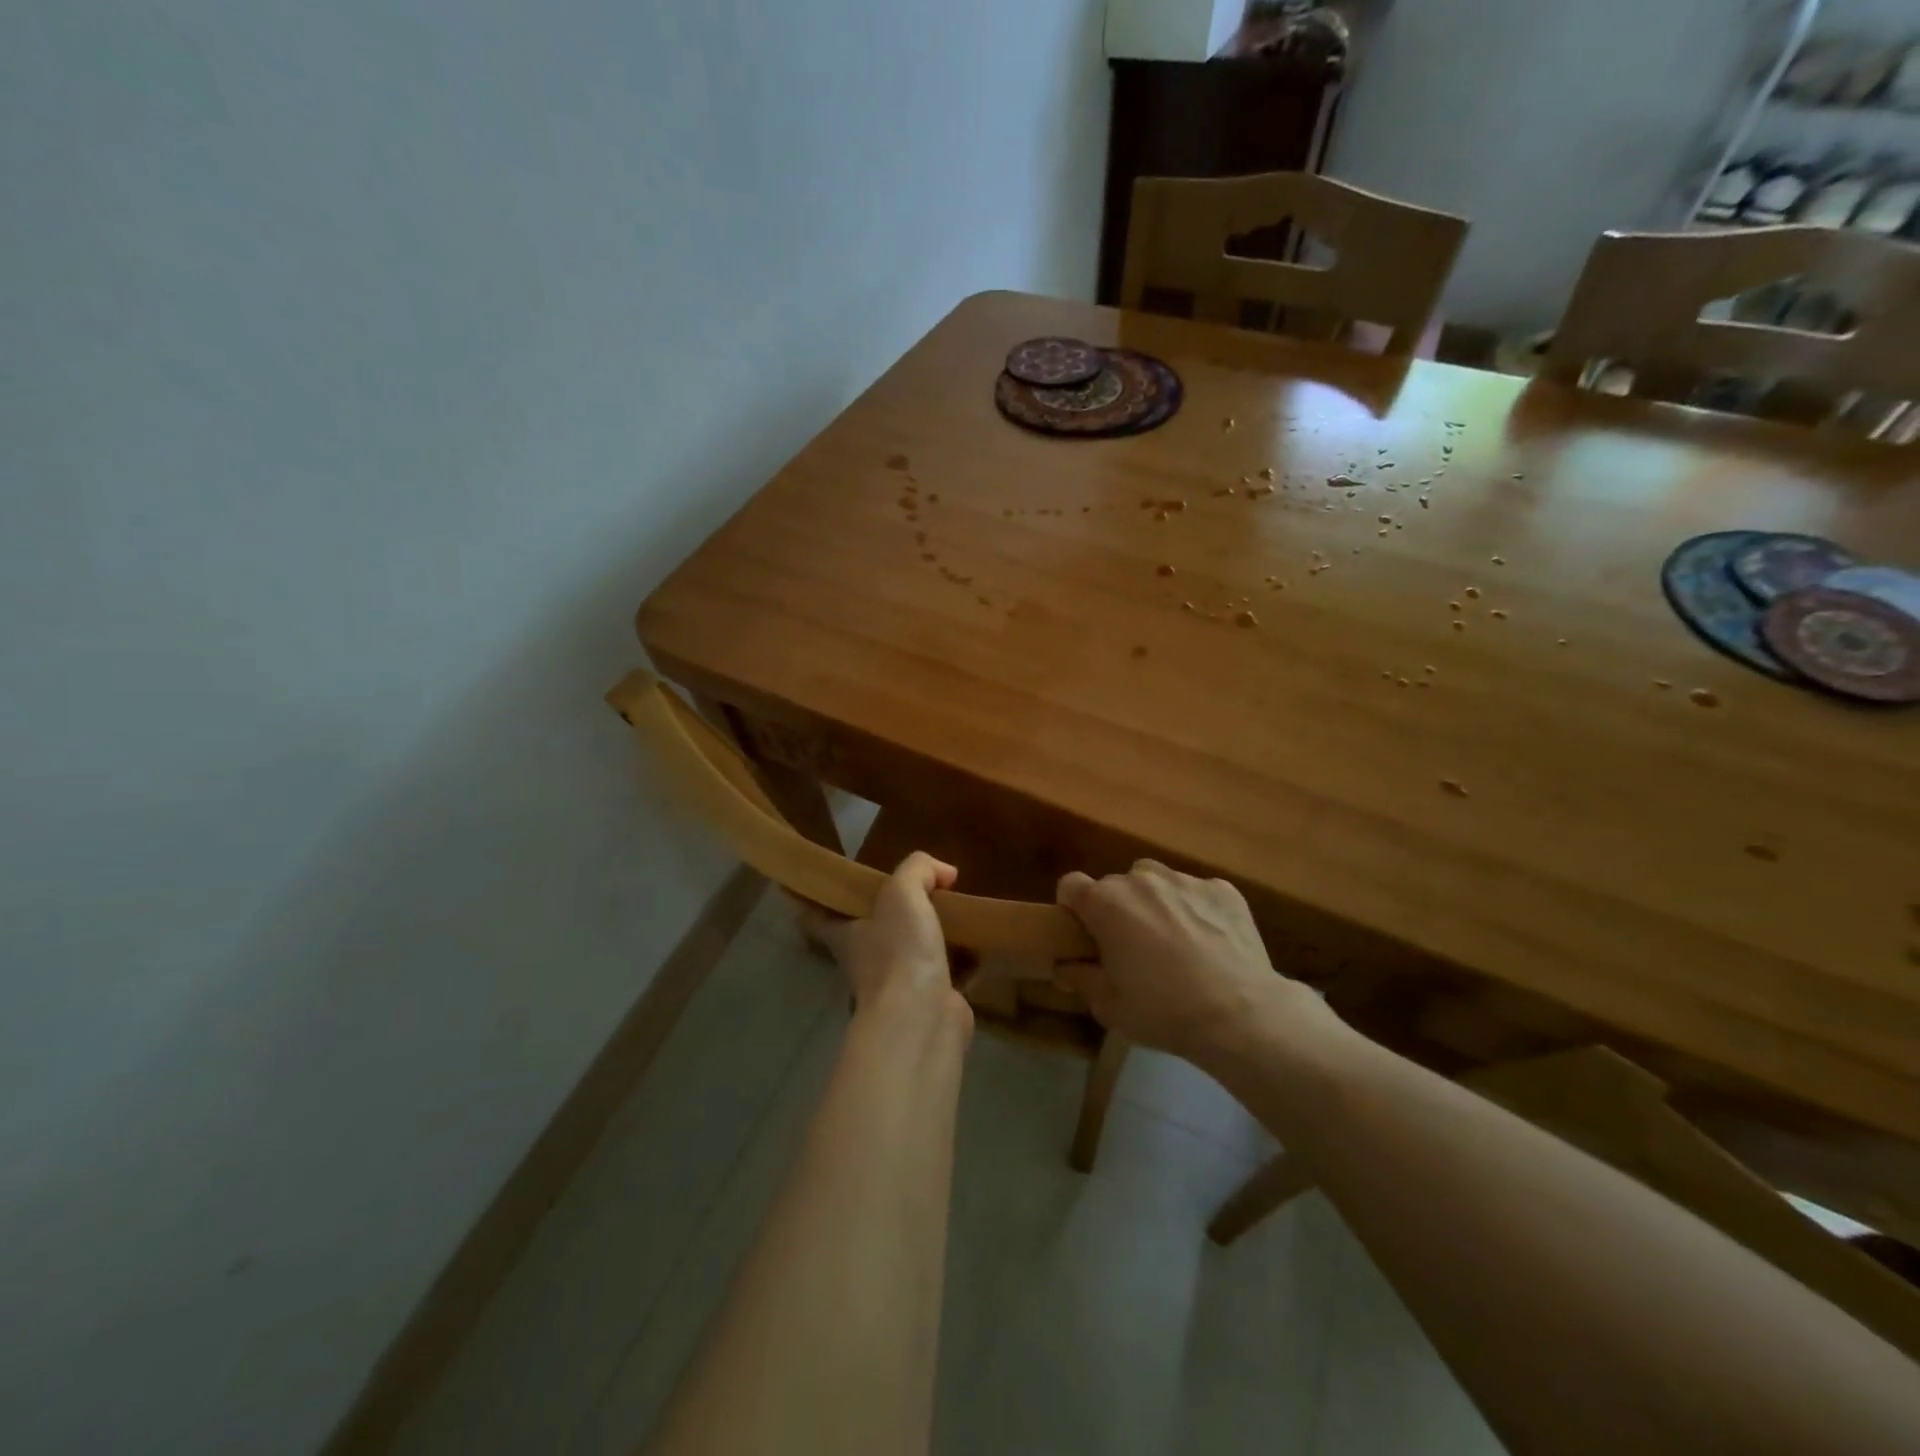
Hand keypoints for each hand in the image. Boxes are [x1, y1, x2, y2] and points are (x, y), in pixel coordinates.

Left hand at [799, 852, 970, 1026]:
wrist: (923, 1018)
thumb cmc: (899, 951)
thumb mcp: (902, 892)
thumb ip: (919, 869)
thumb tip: (944, 873)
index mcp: (846, 934)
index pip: (816, 914)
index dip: (814, 899)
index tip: (818, 884)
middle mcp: (866, 960)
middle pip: (869, 931)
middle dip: (889, 913)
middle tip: (917, 889)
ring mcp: (898, 984)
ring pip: (909, 952)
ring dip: (929, 935)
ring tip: (956, 910)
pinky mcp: (932, 999)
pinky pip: (947, 972)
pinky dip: (963, 960)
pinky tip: (981, 942)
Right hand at [1056, 860, 1328, 1067]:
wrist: (1241, 1016)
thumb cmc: (1163, 1011)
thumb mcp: (1109, 1007)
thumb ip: (1081, 979)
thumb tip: (1065, 967)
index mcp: (1106, 903)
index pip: (1070, 885)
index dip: (1073, 908)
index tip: (1084, 934)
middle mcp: (1141, 879)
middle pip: (1116, 885)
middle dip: (1117, 909)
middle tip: (1131, 948)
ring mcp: (1185, 880)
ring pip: (1156, 882)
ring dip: (1155, 903)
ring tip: (1173, 940)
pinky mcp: (1223, 889)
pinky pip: (1197, 892)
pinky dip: (1196, 910)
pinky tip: (1210, 942)